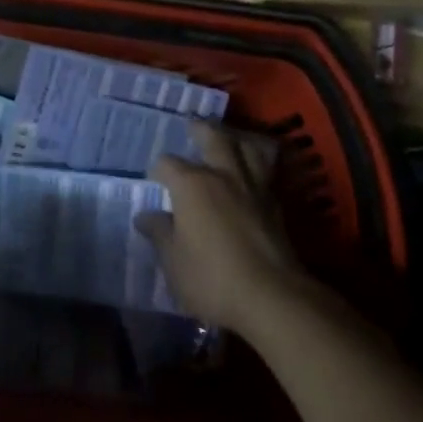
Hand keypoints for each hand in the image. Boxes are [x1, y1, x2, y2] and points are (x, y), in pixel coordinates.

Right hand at [139, 124, 310, 337]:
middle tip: (193, 124)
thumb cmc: (211, 278)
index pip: (167, 164)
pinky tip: (251, 173)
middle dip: (200, 130)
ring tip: (229, 139)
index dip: (157, 170)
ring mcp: (254, 188)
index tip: (154, 180)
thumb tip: (146, 216)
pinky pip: (265, 172)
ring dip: (235, 140)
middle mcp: (223, 176)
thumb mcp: (173, 261)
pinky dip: (256, 165)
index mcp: (192, 184)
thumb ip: (160, 233)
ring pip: (247, 149)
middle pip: (213, 139)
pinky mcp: (276, 206)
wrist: (272, 298)